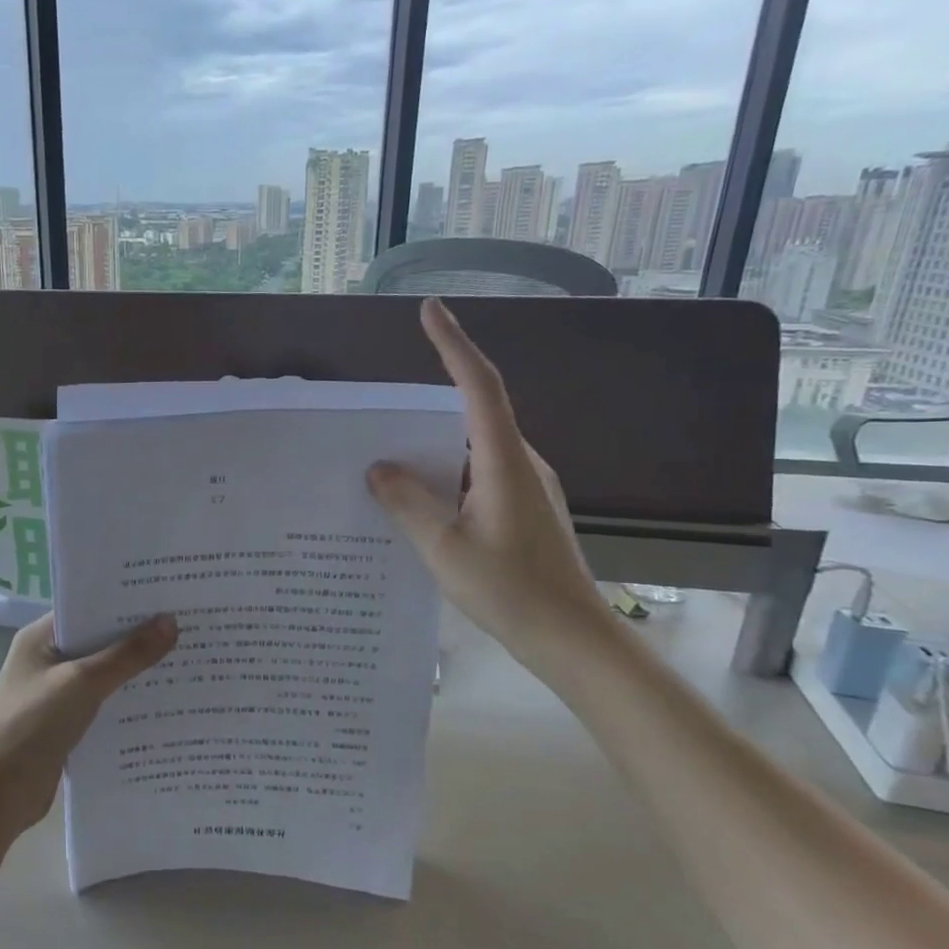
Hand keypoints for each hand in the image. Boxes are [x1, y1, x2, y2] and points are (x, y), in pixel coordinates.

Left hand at [0, 613, 178, 842]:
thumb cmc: (32, 725)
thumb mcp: (83, 683)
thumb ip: (127, 655)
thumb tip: (170, 622)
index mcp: (41, 638)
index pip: (88, 606)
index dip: (125, 601)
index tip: (167, 595)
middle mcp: (48, 659)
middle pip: (99, 639)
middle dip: (138, 636)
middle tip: (186, 624)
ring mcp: (56, 692)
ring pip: (104, 673)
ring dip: (136, 670)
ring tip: (185, 658)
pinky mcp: (66, 722)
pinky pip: (103, 702)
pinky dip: (127, 700)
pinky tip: (163, 701)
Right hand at [367, 297, 612, 669]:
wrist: (572, 638)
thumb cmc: (510, 590)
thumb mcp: (444, 548)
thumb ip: (408, 504)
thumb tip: (378, 468)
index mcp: (503, 463)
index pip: (478, 387)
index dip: (453, 344)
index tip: (430, 310)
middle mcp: (520, 464)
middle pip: (472, 415)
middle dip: (426, 406)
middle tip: (376, 419)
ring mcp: (526, 488)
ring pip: (471, 451)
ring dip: (432, 451)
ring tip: (385, 467)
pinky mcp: (524, 511)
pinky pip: (476, 477)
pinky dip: (445, 479)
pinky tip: (417, 505)